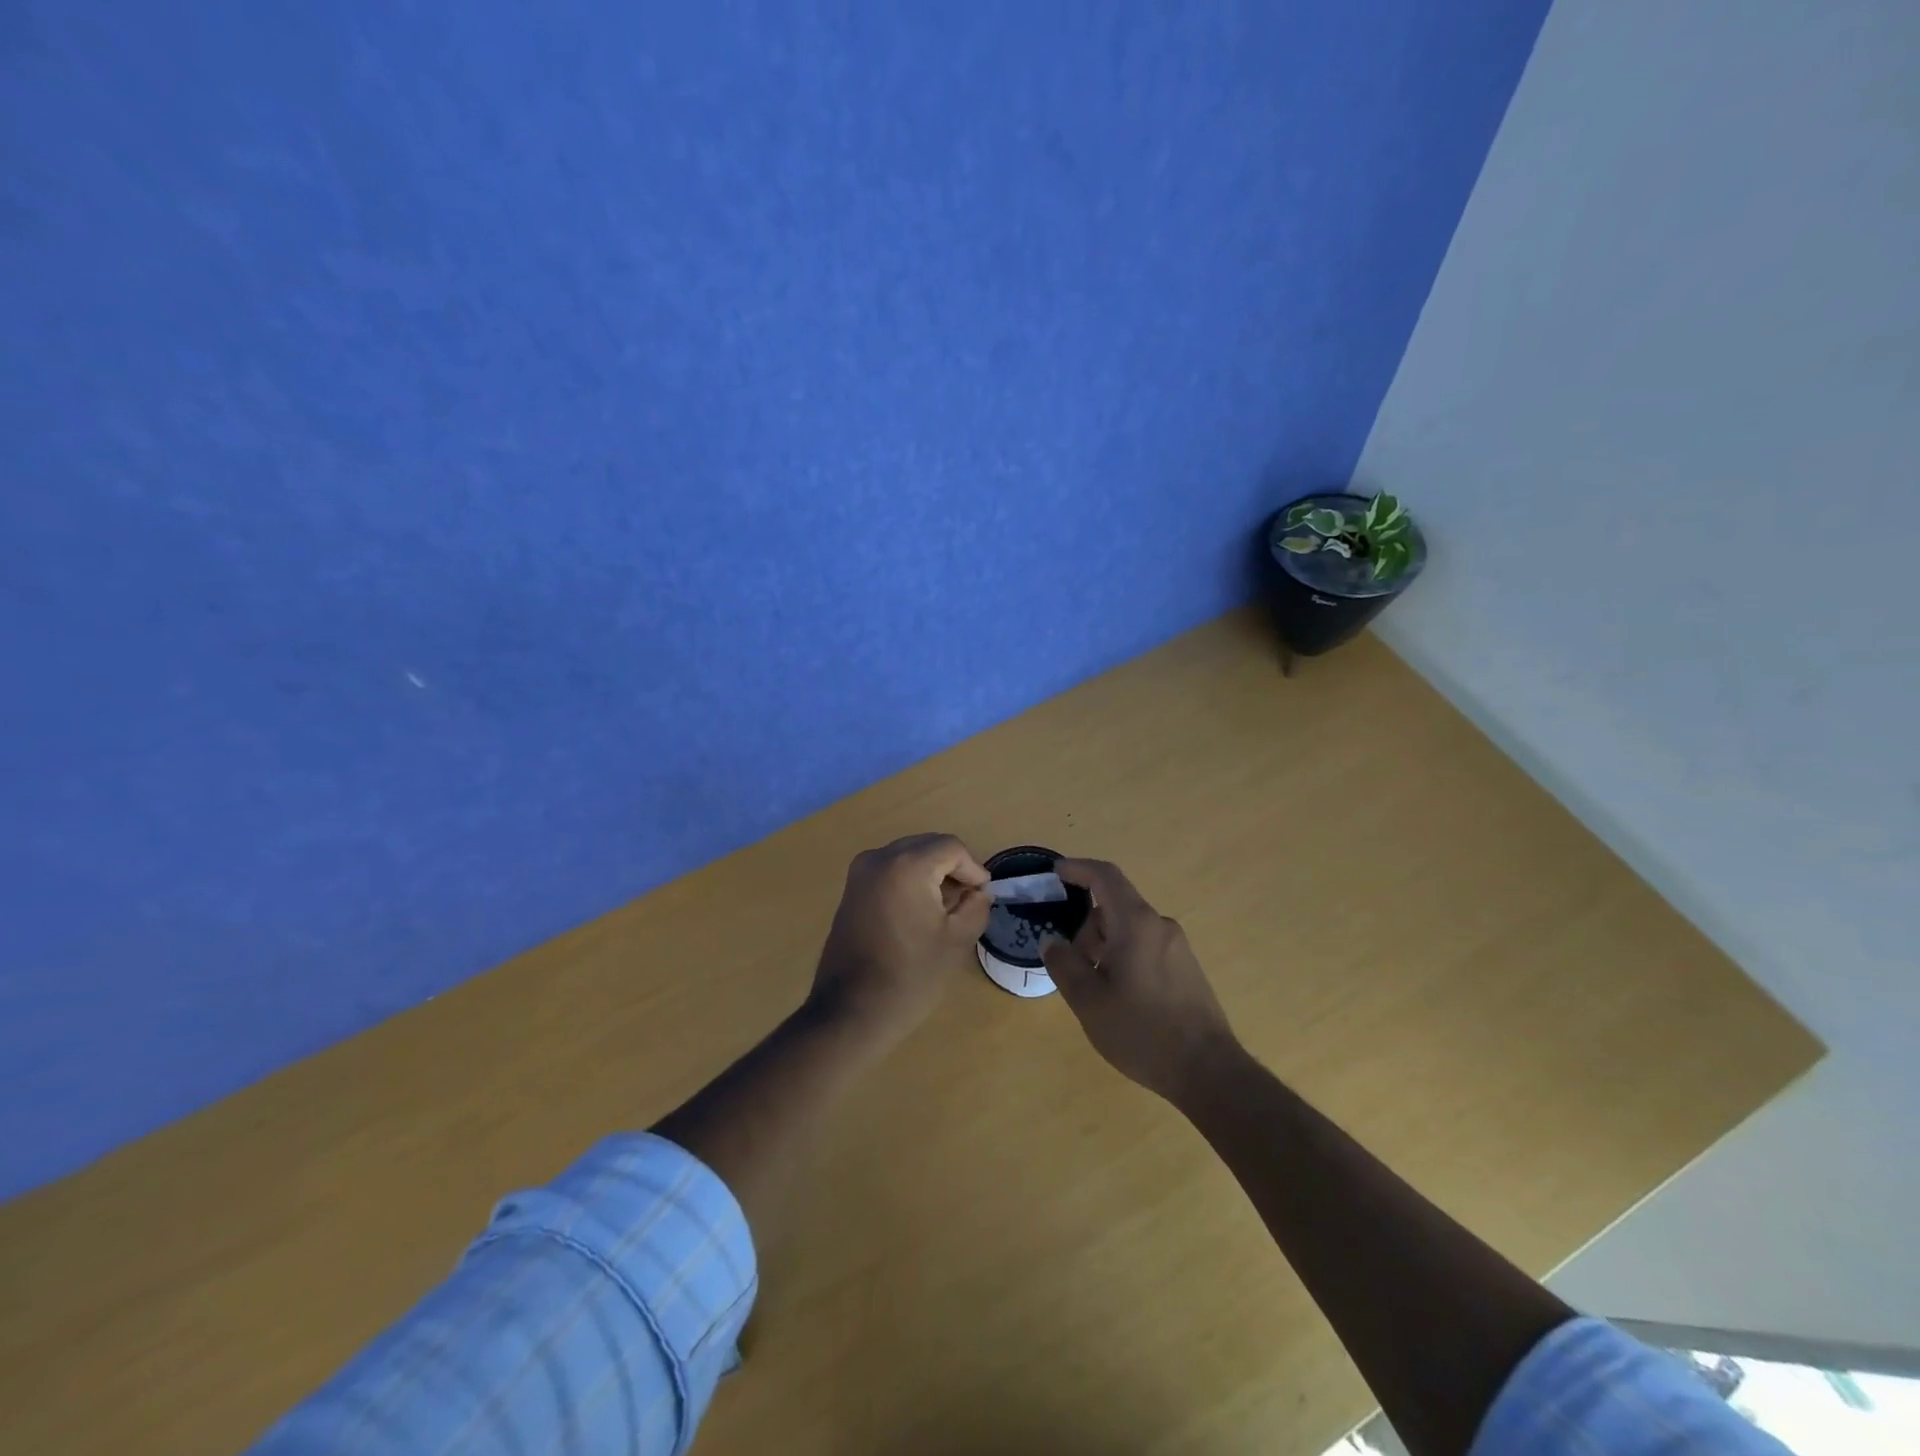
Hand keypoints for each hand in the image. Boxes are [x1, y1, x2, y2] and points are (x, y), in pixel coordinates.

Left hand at [809, 833, 991, 1049]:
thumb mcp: (956, 940)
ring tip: (946, 908)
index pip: (951, 847)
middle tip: (968, 900)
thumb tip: (979, 892)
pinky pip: (889, 870)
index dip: (973, 868)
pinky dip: (909, 880)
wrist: (851, 1010)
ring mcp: (860, 872)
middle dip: (952, 868)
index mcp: (907, 865)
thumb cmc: (910, 976)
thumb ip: (976, 907)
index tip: (982, 896)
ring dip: (931, 873)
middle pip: (928, 846)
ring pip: (908, 856)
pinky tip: (919, 912)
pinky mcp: (851, 889)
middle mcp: (879, 858)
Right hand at [1041, 858, 1239, 1101]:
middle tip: (1071, 965)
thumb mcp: (1089, 1001)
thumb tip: (1051, 941)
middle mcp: (1160, 925)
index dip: (1078, 868)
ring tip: (1096, 990)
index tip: (1055, 873)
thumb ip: (1064, 964)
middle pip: (1114, 907)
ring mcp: (1178, 947)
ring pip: (1129, 930)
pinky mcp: (1187, 968)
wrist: (1209, 1071)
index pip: (1105, 876)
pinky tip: (1121, 998)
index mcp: (1136, 923)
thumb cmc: (1142, 1031)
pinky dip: (1124, 957)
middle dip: (1086, 927)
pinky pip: (1146, 947)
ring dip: (1105, 946)